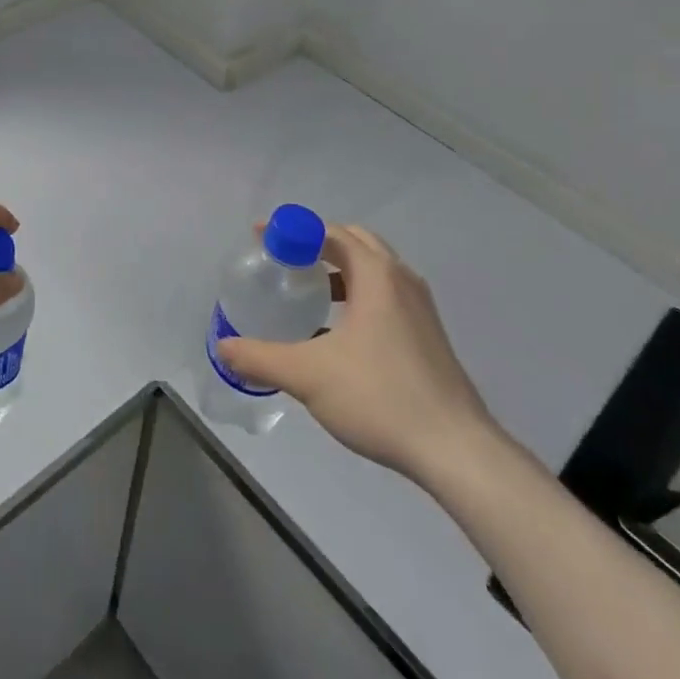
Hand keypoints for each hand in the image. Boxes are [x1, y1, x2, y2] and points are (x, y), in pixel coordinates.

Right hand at [216, 223, 501, 489]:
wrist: (456, 450)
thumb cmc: (380, 396)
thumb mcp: (308, 376)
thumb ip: (261, 358)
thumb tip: (223, 348)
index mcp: (376, 274)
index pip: (329, 232)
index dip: (292, 229)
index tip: (261, 237)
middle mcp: (401, 280)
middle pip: (355, 242)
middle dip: (317, 244)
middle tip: (285, 260)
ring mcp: (420, 308)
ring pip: (374, 271)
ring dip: (340, 271)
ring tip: (308, 293)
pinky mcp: (428, 336)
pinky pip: (386, 296)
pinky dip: (358, 296)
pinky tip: (338, 334)